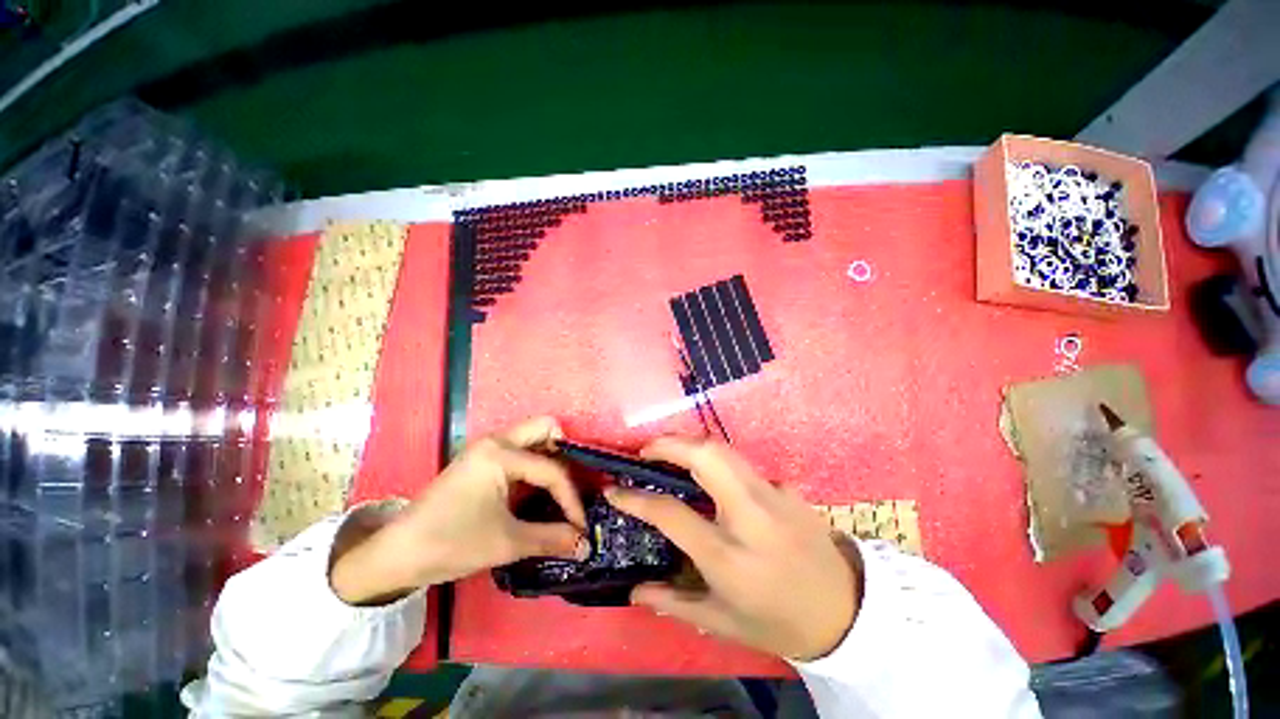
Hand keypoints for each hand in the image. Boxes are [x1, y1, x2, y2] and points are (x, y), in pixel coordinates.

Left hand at [329, 417, 587, 604]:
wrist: (396, 555)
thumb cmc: (451, 543)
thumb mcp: (506, 542)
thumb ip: (552, 539)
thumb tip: (586, 545)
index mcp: (501, 453)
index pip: (552, 469)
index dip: (571, 499)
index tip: (581, 526)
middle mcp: (496, 441)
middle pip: (546, 429)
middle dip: (567, 454)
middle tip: (574, 485)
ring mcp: (487, 448)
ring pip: (533, 437)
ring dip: (552, 458)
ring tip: (561, 489)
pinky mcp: (482, 460)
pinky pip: (521, 450)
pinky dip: (537, 465)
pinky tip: (540, 490)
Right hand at [606, 438, 858, 660]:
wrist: (848, 612)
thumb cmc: (779, 622)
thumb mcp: (722, 623)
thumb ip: (674, 603)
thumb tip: (635, 591)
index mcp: (728, 555)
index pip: (671, 513)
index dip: (635, 498)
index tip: (614, 489)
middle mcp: (750, 515)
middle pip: (705, 455)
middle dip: (669, 443)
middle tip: (646, 450)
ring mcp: (773, 494)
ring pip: (725, 449)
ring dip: (691, 444)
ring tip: (670, 452)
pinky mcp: (787, 487)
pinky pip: (744, 466)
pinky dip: (720, 464)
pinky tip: (715, 480)